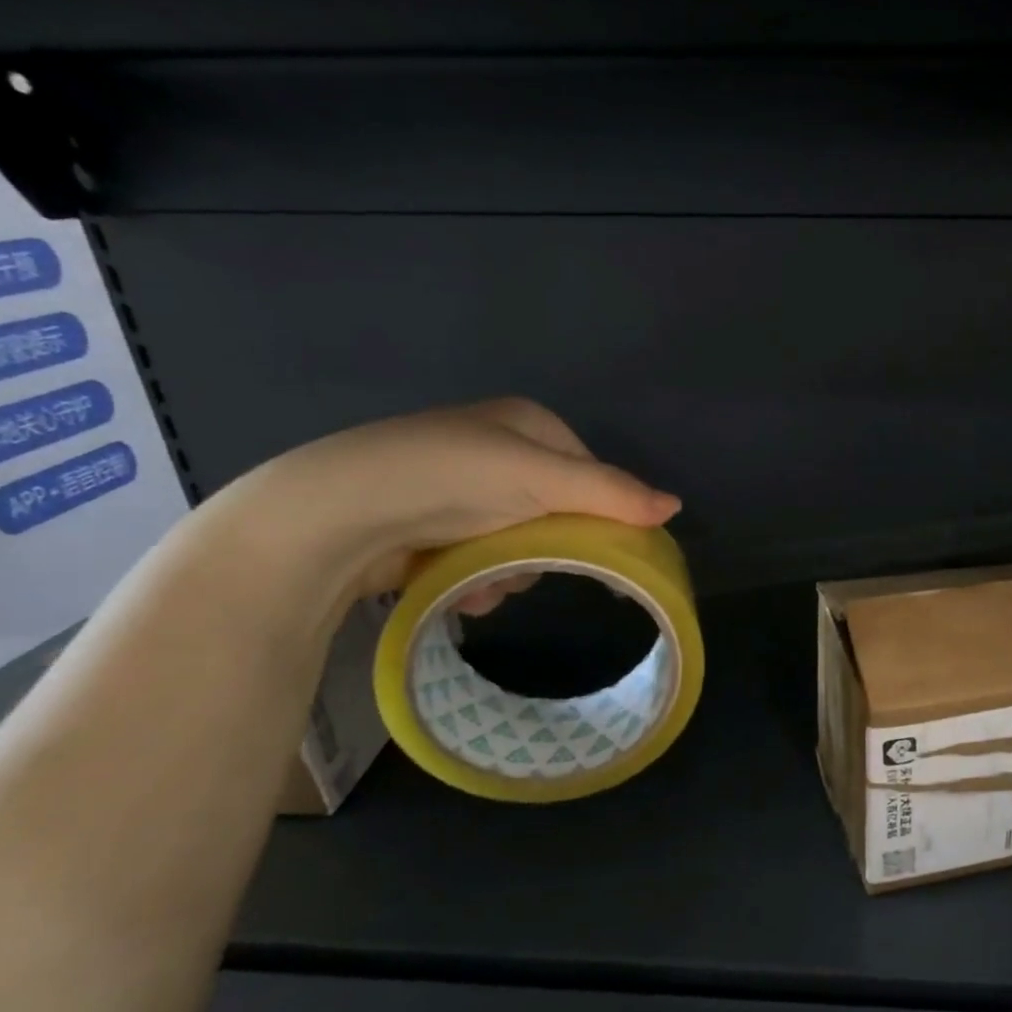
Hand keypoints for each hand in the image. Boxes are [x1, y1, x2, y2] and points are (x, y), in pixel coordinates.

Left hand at [225, 398, 679, 613]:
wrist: (335, 515)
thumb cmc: (451, 478)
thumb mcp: (542, 479)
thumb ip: (612, 494)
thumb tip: (676, 507)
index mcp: (527, 424)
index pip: (590, 474)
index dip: (600, 514)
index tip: (602, 553)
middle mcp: (496, 452)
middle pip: (557, 514)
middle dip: (544, 548)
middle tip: (524, 563)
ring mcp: (460, 491)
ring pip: (521, 543)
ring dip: (508, 570)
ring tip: (477, 580)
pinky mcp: (431, 527)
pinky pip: (481, 559)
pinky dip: (476, 579)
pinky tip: (454, 586)